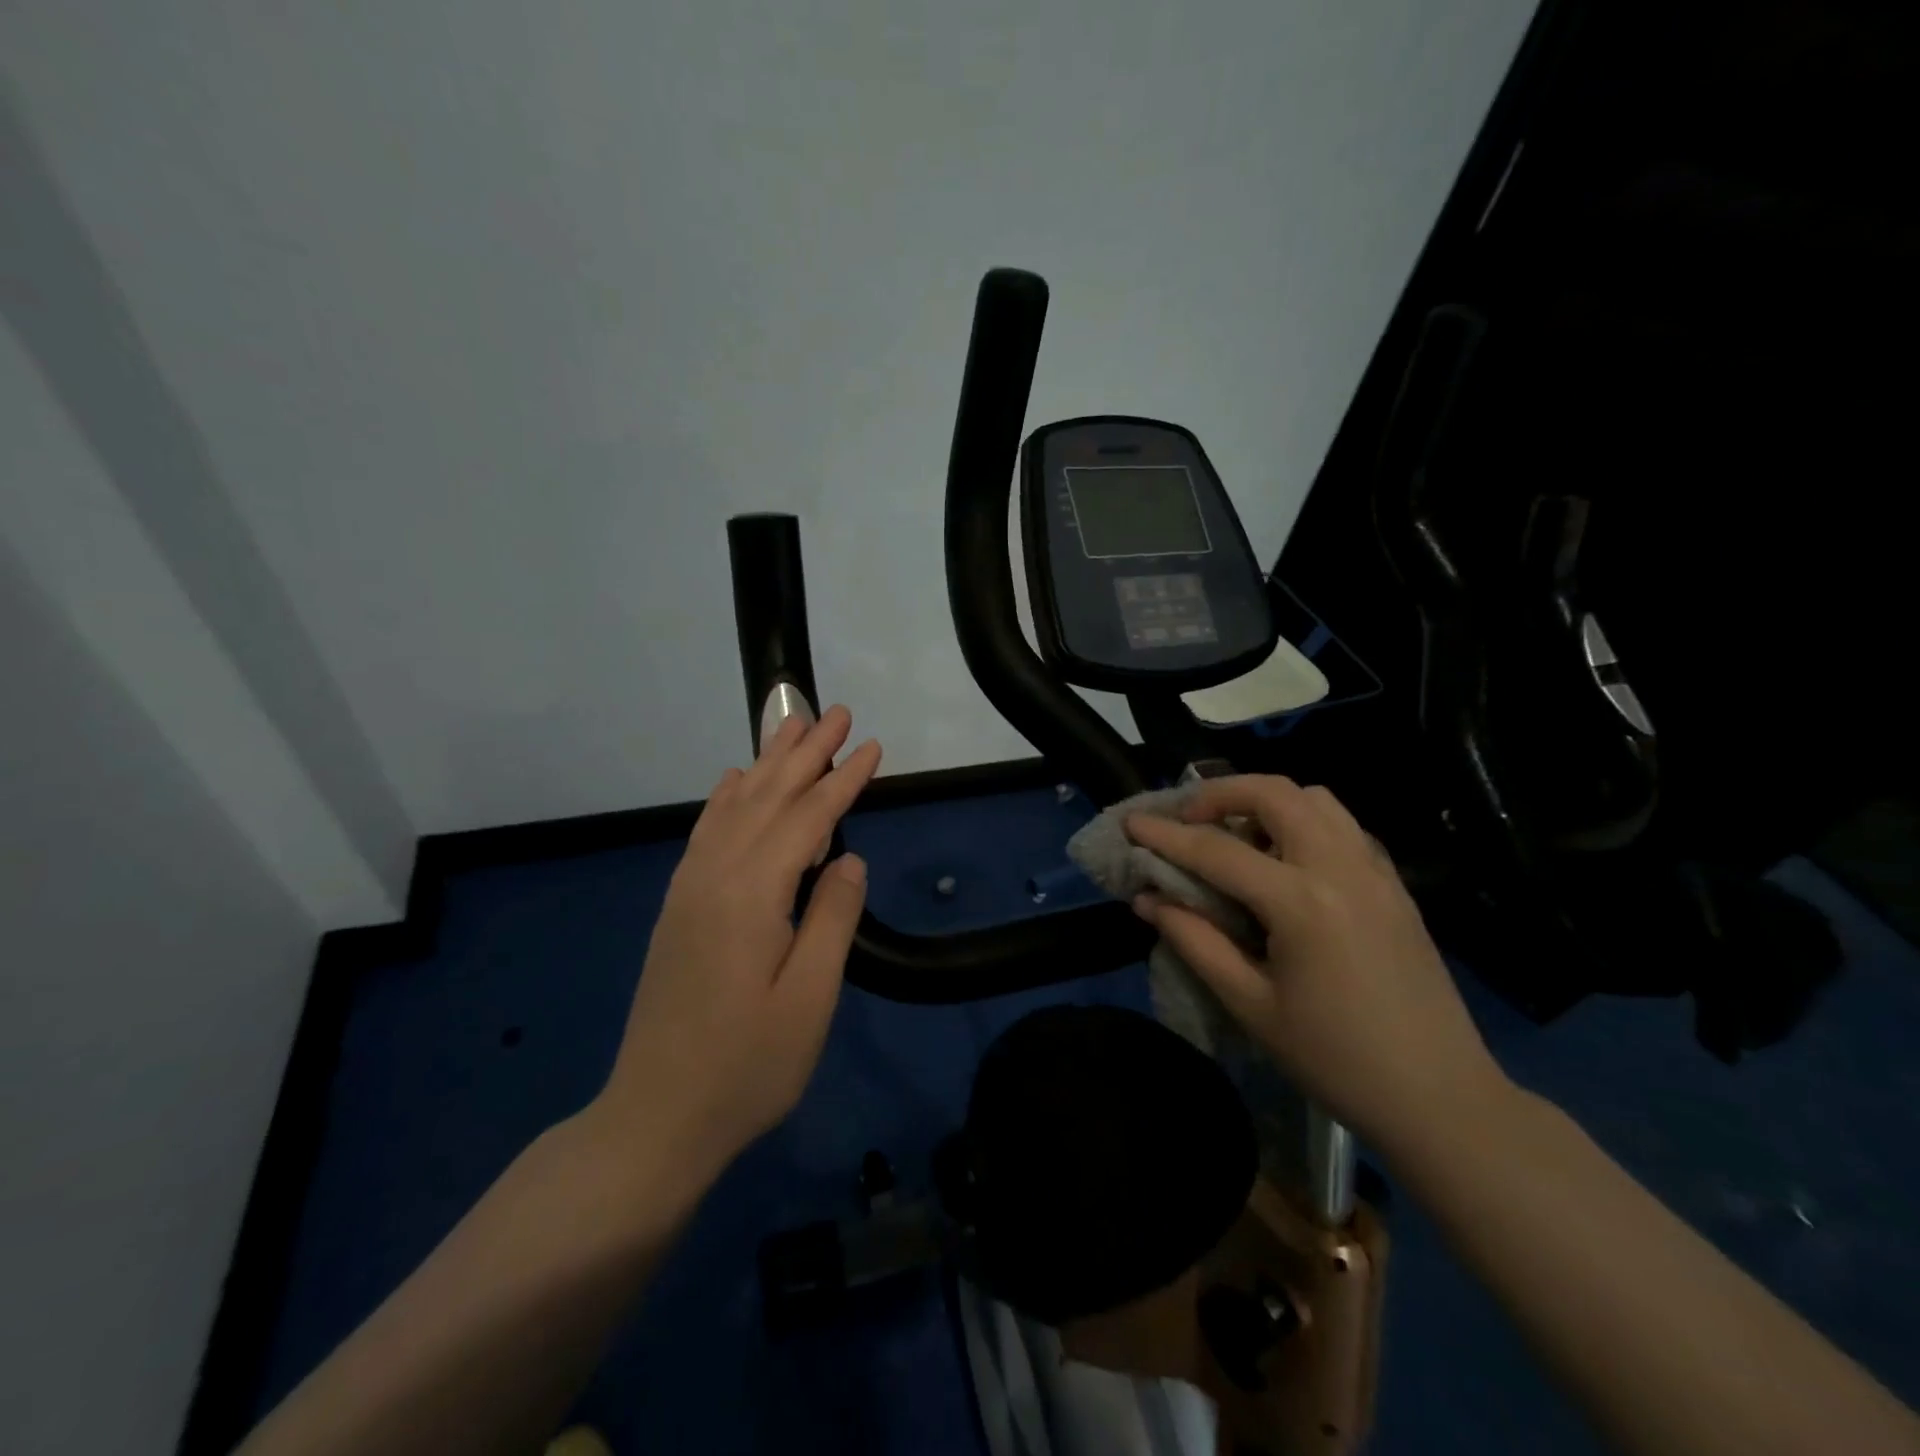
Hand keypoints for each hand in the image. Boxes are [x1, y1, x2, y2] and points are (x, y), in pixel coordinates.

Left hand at [597, 706, 881, 1185]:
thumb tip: (849, 859)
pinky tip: (733, 781)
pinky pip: (706, 833)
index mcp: (751, 895)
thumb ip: (832, 919)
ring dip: (766, 763)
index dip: (843, 779)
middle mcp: (715, 876)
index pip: (807, 819)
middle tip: (838, 712)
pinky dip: (725, 798)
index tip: (873, 745)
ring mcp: (690, 890)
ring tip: (791, 725)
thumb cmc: (746, 1067)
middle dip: (805, 752)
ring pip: (733, 807)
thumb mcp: (809, 999)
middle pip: (766, 797)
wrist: (656, 1118)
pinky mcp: (680, 907)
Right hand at [1126, 776, 1508, 1155]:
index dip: (1166, 836)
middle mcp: (1341, 867)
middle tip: (1186, 821)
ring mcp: (1375, 870)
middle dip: (1220, 793)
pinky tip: (1283, 861)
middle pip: (1274, 793)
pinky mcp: (1393, 884)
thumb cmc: (1335, 1059)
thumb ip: (1195, 941)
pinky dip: (1302, 820)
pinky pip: (1341, 824)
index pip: (1217, 850)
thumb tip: (1148, 899)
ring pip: (1314, 798)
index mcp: (1302, 902)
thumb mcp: (1250, 1005)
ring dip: (1265, 801)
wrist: (1440, 1098)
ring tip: (1235, 836)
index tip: (1130, 823)